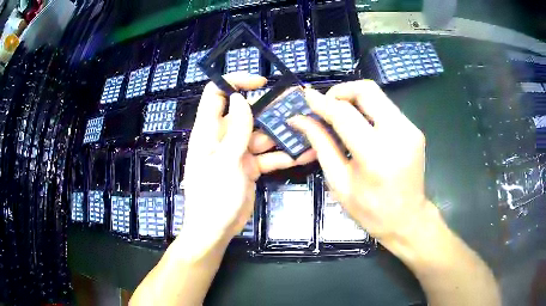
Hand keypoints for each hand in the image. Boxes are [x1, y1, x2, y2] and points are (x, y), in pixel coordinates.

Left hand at [181, 73, 314, 251]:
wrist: (216, 230)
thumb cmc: (213, 196)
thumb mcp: (225, 161)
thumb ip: (236, 130)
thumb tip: (239, 98)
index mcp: (209, 131)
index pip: (216, 95)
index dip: (235, 82)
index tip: (260, 82)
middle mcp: (224, 137)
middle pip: (247, 113)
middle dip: (271, 108)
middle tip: (297, 104)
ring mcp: (238, 152)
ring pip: (263, 135)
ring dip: (283, 132)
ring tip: (307, 126)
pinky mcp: (250, 167)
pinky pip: (269, 156)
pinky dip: (285, 155)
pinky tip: (306, 153)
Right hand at [288, 80, 428, 245]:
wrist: (408, 219)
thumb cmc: (370, 210)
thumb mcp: (339, 182)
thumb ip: (321, 145)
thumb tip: (300, 120)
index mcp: (375, 155)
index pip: (344, 114)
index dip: (322, 102)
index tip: (306, 97)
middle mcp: (398, 134)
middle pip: (366, 90)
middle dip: (341, 91)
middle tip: (326, 106)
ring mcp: (410, 129)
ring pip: (377, 95)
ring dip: (354, 99)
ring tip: (340, 116)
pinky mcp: (414, 129)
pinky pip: (386, 107)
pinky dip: (367, 109)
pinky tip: (359, 125)